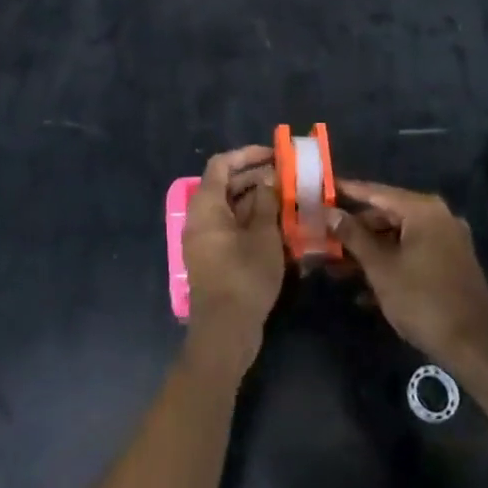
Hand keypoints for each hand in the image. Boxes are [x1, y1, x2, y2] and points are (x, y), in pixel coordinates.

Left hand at [182, 146, 284, 376]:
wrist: (225, 332)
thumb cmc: (244, 277)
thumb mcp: (264, 236)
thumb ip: (267, 202)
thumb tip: (269, 179)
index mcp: (206, 206)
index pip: (221, 164)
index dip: (247, 155)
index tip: (273, 155)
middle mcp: (199, 218)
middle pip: (225, 185)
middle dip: (256, 178)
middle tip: (287, 177)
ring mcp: (204, 239)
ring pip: (230, 208)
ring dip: (257, 201)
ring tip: (287, 199)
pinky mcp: (213, 258)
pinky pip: (230, 228)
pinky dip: (251, 221)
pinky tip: (277, 226)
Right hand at [330, 180, 487, 367]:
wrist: (475, 348)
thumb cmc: (423, 300)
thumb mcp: (381, 268)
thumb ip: (353, 236)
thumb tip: (330, 212)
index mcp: (423, 210)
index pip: (376, 192)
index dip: (347, 191)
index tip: (322, 189)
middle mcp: (438, 217)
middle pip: (388, 215)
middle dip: (356, 230)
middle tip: (325, 237)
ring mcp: (448, 241)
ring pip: (399, 238)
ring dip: (369, 252)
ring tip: (337, 268)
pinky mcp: (451, 264)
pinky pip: (413, 254)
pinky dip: (390, 265)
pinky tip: (364, 291)